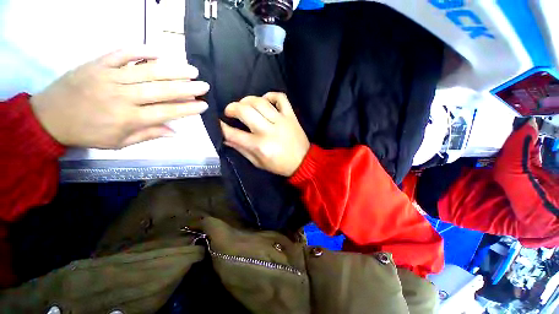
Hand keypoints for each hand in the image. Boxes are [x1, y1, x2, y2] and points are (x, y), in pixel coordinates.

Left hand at [30, 47, 209, 148]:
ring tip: (191, 70)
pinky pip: (121, 53)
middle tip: (204, 85)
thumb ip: (148, 135)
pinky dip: (140, 51)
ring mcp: (109, 77)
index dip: (188, 108)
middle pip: (161, 91)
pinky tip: (158, 52)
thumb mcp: (119, 143)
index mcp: (129, 119)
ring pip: (147, 71)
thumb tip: (176, 132)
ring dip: (172, 70)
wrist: (49, 117)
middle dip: (187, 88)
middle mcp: (123, 97)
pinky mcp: (97, 64)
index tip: (204, 105)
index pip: (167, 112)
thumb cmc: (87, 133)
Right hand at [220, 92, 309, 176]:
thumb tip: (226, 138)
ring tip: (244, 106)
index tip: (218, 122)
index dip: (221, 127)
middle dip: (232, 108)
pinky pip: (280, 98)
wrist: (303, 162)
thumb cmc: (279, 165)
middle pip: (244, 111)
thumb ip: (242, 149)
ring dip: (247, 100)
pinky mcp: (291, 116)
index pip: (234, 133)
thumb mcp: (258, 163)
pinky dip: (270, 95)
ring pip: (260, 101)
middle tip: (230, 112)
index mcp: (260, 146)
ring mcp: (281, 120)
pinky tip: (265, 100)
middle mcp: (269, 130)